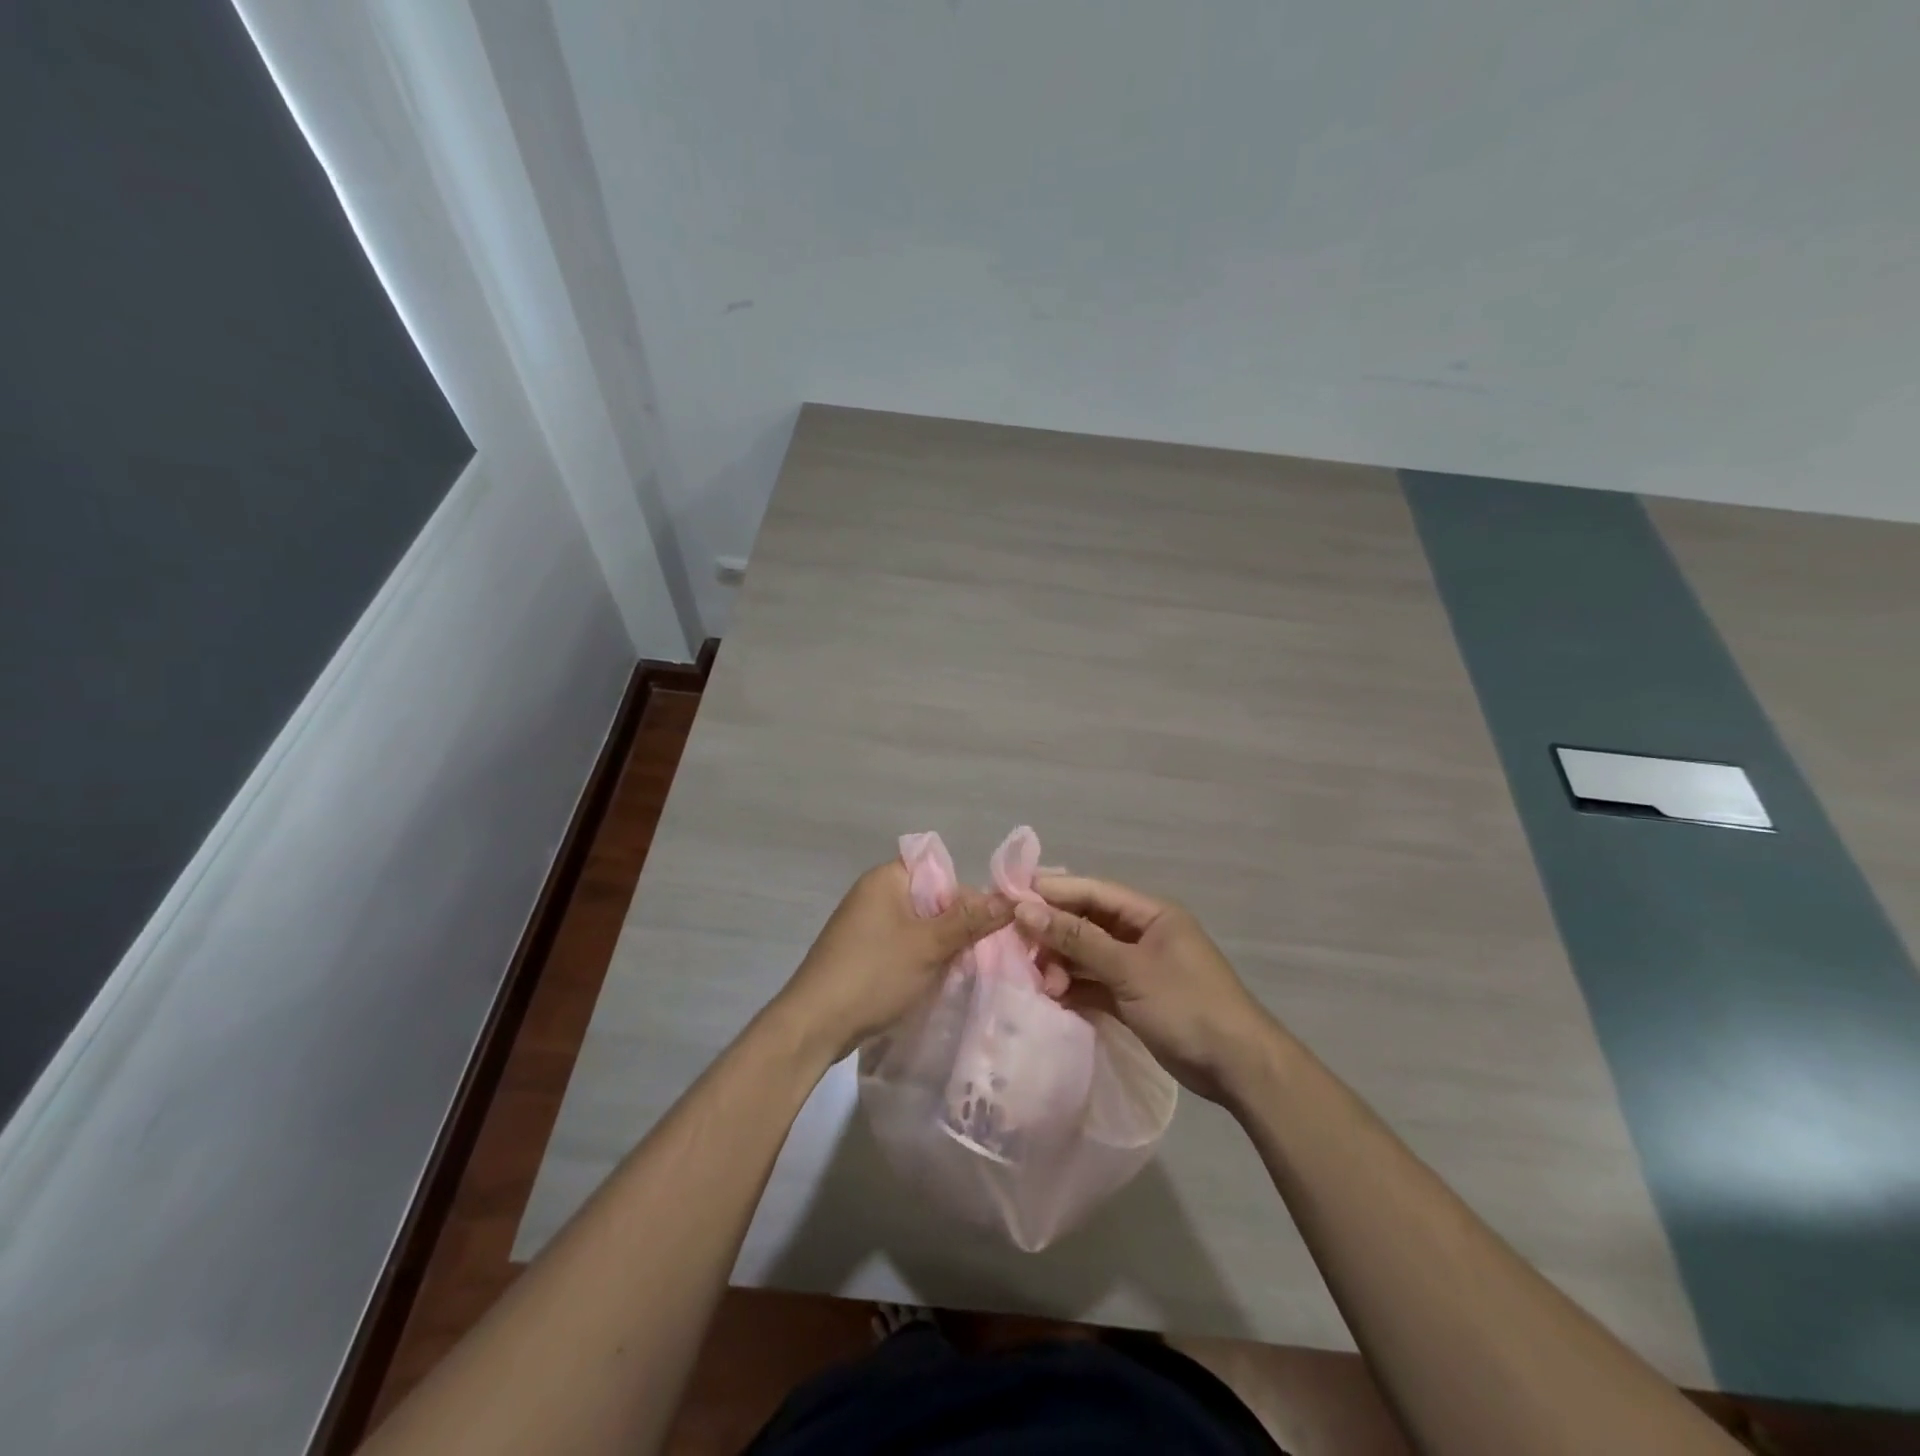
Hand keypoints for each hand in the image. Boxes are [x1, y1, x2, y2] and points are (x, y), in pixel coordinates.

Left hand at [775, 861, 1012, 1062]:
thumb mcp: (928, 945)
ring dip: (940, 945)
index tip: (989, 926)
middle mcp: (874, 893)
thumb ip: (970, 920)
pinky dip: (920, 959)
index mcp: (886, 878)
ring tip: (963, 968)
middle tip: (981, 952)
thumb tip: (1011, 899)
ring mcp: (865, 924)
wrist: (814, 1025)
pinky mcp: (862, 952)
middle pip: (931, 899)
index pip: (940, 871)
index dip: (967, 895)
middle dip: (957, 924)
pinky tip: (936, 980)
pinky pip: (902, 945)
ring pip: (918, 926)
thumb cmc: (873, 974)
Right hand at [1016, 875, 1278, 1102]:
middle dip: (1054, 935)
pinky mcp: (1134, 997)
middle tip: (1022, 952)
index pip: (1092, 891)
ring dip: (1062, 965)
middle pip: (1086, 922)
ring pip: (1087, 955)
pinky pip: (1095, 982)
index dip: (1052, 891)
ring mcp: (1138, 966)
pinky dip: (1075, 988)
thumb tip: (1026, 909)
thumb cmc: (1186, 1005)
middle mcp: (1142, 933)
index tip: (1010, 898)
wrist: (1237, 1067)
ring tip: (1044, 986)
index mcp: (1150, 913)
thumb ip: (1077, 939)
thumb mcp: (1129, 969)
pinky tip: (1054, 999)